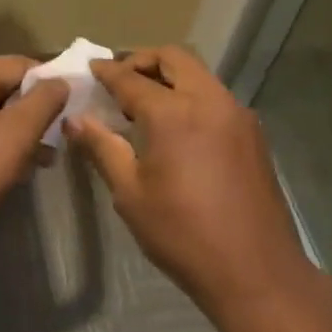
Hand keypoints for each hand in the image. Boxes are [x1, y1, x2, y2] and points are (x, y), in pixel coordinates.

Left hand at [0, 56, 67, 245]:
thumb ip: (44, 102)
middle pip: (5, 88)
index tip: (75, 112)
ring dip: (18, 134)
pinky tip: (9, 172)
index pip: (22, 64)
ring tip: (41, 162)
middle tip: (59, 142)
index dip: (53, 85)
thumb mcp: (15, 135)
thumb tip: (61, 80)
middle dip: (36, 114)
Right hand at [65, 45, 309, 318]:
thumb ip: (102, 148)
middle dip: (142, 61)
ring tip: (145, 106)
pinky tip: (177, 129)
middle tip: (119, 82)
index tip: (90, 67)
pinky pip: (215, 97)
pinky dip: (191, 96)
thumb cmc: (182, 234)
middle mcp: (209, 101)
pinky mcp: (254, 133)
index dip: (106, 71)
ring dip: (170, 77)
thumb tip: (75, 120)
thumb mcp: (130, 193)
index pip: (130, 78)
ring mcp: (237, 115)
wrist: (256, 272)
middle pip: (174, 58)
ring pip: (199, 74)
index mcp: (173, 113)